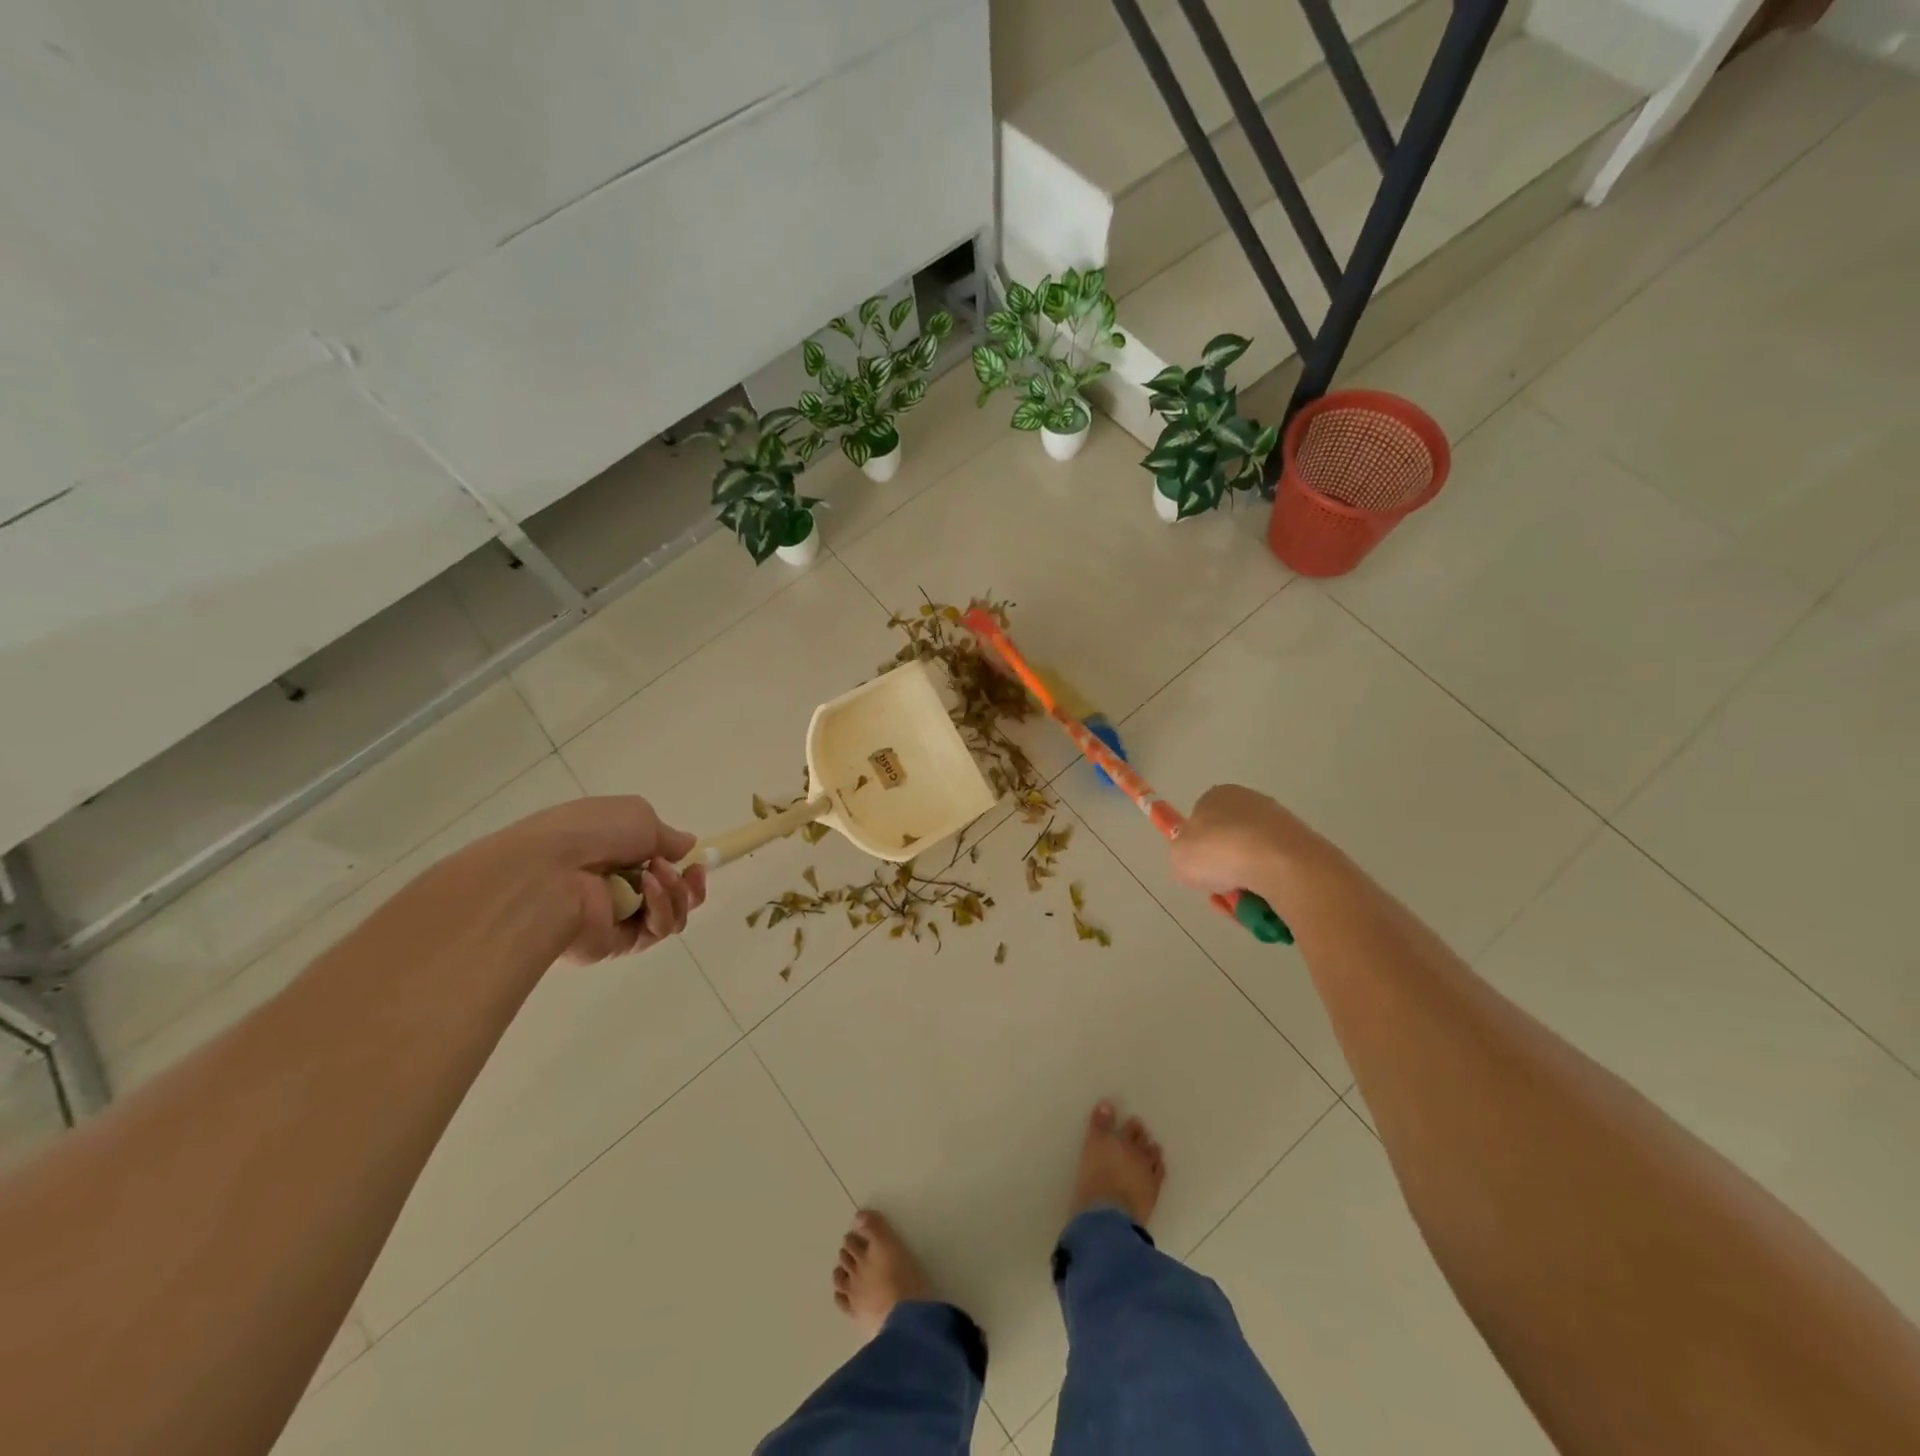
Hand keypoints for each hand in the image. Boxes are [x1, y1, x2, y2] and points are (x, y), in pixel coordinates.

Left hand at [462, 797, 708, 963]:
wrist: (547, 873)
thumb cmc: (592, 832)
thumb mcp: (639, 815)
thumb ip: (668, 835)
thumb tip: (686, 846)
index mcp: (613, 851)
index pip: (656, 863)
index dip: (681, 862)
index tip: (695, 860)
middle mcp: (615, 885)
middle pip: (671, 893)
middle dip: (688, 883)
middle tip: (692, 873)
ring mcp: (616, 916)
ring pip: (670, 913)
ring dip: (676, 892)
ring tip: (658, 876)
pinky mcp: (616, 944)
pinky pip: (656, 930)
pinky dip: (661, 908)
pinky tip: (648, 890)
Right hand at [1169, 785, 1318, 903]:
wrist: (1279, 864)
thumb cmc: (1219, 852)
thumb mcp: (1180, 856)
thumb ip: (1184, 854)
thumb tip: (1198, 858)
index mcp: (1217, 795)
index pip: (1201, 819)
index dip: (1197, 847)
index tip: (1199, 869)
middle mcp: (1249, 801)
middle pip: (1229, 841)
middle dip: (1224, 868)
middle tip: (1220, 889)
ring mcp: (1279, 822)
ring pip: (1253, 860)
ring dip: (1245, 883)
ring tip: (1243, 902)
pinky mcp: (1303, 845)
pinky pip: (1276, 871)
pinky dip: (1268, 888)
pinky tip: (1265, 901)